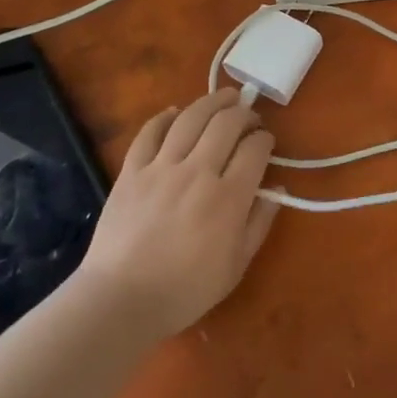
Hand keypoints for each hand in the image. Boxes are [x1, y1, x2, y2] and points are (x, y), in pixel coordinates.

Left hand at [77, 88, 279, 339]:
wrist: (120, 301)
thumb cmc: (185, 290)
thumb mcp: (236, 265)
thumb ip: (260, 223)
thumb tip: (276, 189)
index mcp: (228, 198)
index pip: (255, 149)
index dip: (265, 140)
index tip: (266, 142)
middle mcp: (198, 172)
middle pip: (226, 123)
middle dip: (244, 112)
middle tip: (249, 116)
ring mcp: (161, 168)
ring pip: (191, 118)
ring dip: (211, 102)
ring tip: (224, 96)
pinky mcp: (132, 171)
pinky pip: (150, 132)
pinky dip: (165, 117)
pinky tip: (176, 112)